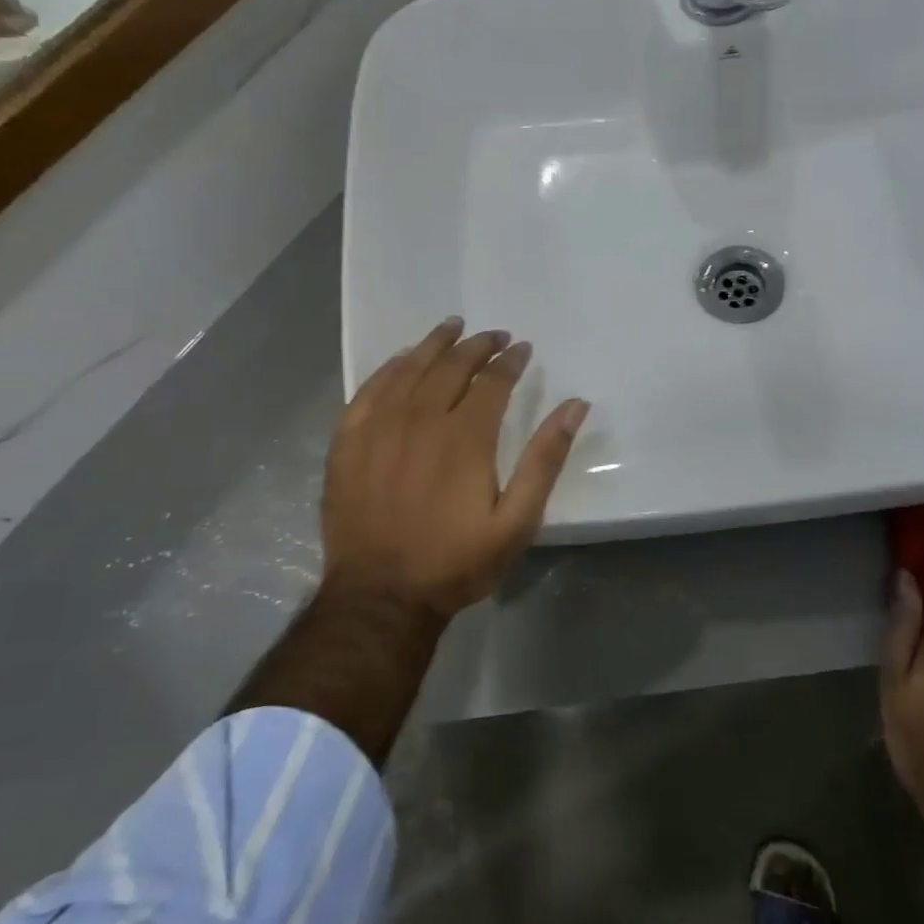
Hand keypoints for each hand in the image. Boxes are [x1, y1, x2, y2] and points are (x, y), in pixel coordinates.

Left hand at [323, 317, 589, 619]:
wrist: (381, 595)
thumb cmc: (456, 562)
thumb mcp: (517, 521)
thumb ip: (545, 460)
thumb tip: (575, 405)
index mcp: (465, 437)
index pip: (492, 381)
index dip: (510, 361)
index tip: (522, 348)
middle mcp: (421, 420)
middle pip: (451, 367)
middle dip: (478, 346)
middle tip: (494, 335)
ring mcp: (379, 428)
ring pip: (410, 369)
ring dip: (434, 344)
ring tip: (452, 327)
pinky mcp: (348, 442)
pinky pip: (369, 389)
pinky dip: (390, 368)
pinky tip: (402, 360)